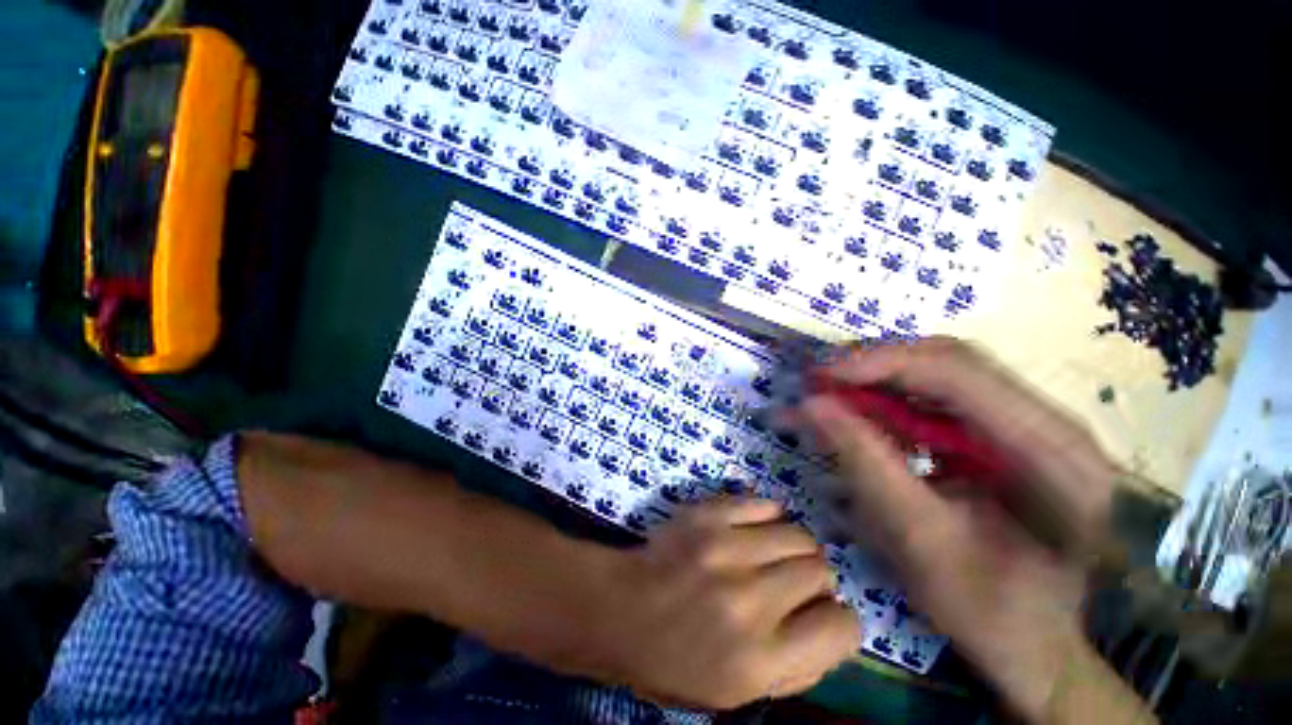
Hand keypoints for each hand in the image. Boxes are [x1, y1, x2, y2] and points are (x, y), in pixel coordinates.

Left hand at [589, 498, 861, 709]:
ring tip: (771, 555)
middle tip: (789, 584)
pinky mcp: (707, 516)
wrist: (620, 610)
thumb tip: (833, 628)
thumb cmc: (675, 661)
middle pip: (820, 571)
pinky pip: (762, 504)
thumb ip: (797, 668)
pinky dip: (767, 516)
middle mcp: (749, 601)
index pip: (841, 628)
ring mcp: (726, 550)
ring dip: (793, 547)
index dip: (838, 622)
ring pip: (797, 534)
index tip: (821, 616)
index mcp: (760, 660)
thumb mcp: (738, 694)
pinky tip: (756, 529)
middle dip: (814, 581)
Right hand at [793, 338, 1120, 720]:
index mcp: (1050, 450)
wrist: (1043, 645)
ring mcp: (1029, 426)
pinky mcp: (1006, 438)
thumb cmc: (993, 611)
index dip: (878, 364)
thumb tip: (812, 405)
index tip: (818, 377)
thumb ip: (866, 463)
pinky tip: (860, 419)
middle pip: (947, 362)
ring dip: (878, 383)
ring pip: (939, 376)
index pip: (955, 372)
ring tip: (829, 397)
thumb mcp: (921, 541)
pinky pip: (939, 402)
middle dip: (873, 367)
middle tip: (818, 382)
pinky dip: (891, 405)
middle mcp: (1047, 422)